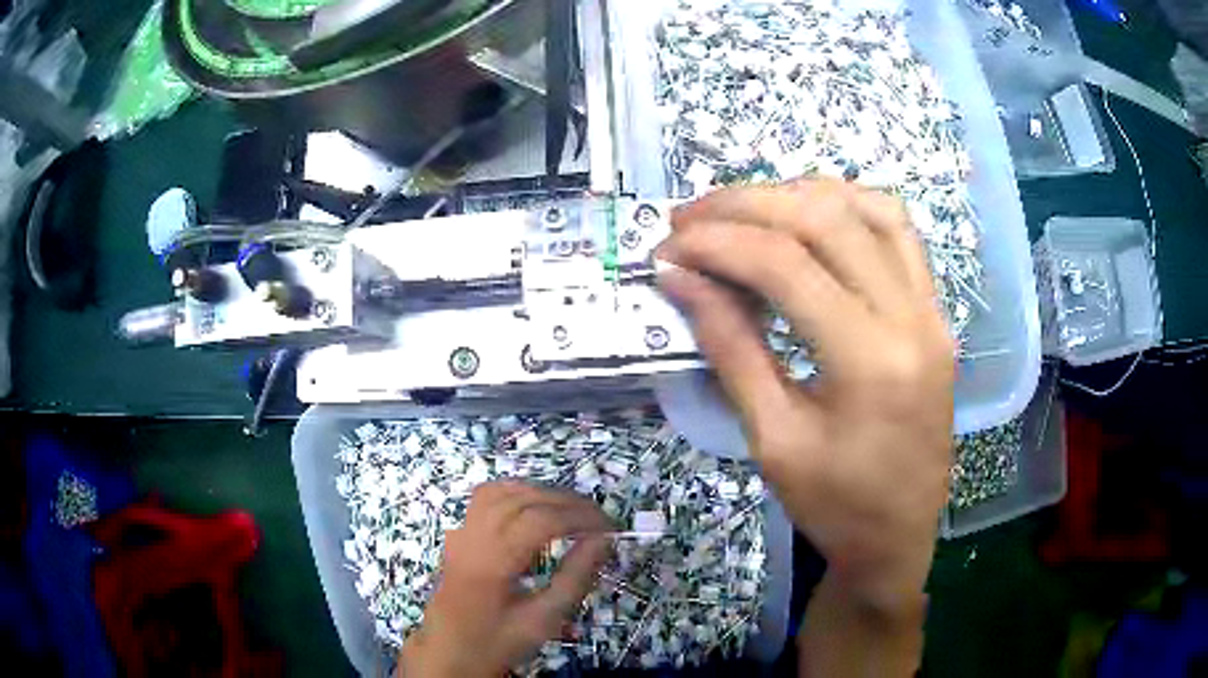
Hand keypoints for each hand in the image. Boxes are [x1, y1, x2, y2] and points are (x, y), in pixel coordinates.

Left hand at [399, 481, 613, 677]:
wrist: (447, 651)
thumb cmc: (497, 641)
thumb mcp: (543, 620)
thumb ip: (574, 578)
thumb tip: (603, 541)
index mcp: (492, 562)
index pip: (540, 520)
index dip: (580, 517)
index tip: (611, 528)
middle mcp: (473, 536)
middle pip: (523, 498)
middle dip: (567, 502)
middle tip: (599, 520)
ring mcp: (461, 531)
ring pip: (503, 490)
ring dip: (542, 494)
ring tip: (572, 513)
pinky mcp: (459, 533)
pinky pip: (487, 497)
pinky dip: (517, 493)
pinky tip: (535, 509)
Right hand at [657, 179, 954, 614]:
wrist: (900, 537)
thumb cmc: (835, 506)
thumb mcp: (773, 439)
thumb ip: (730, 347)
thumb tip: (681, 279)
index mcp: (870, 362)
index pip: (785, 265)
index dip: (718, 244)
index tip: (668, 247)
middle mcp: (912, 318)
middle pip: (826, 219)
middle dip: (748, 205)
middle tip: (691, 218)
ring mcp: (932, 310)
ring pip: (869, 208)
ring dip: (798, 195)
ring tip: (744, 211)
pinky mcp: (936, 312)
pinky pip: (898, 232)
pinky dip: (849, 207)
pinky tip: (809, 217)